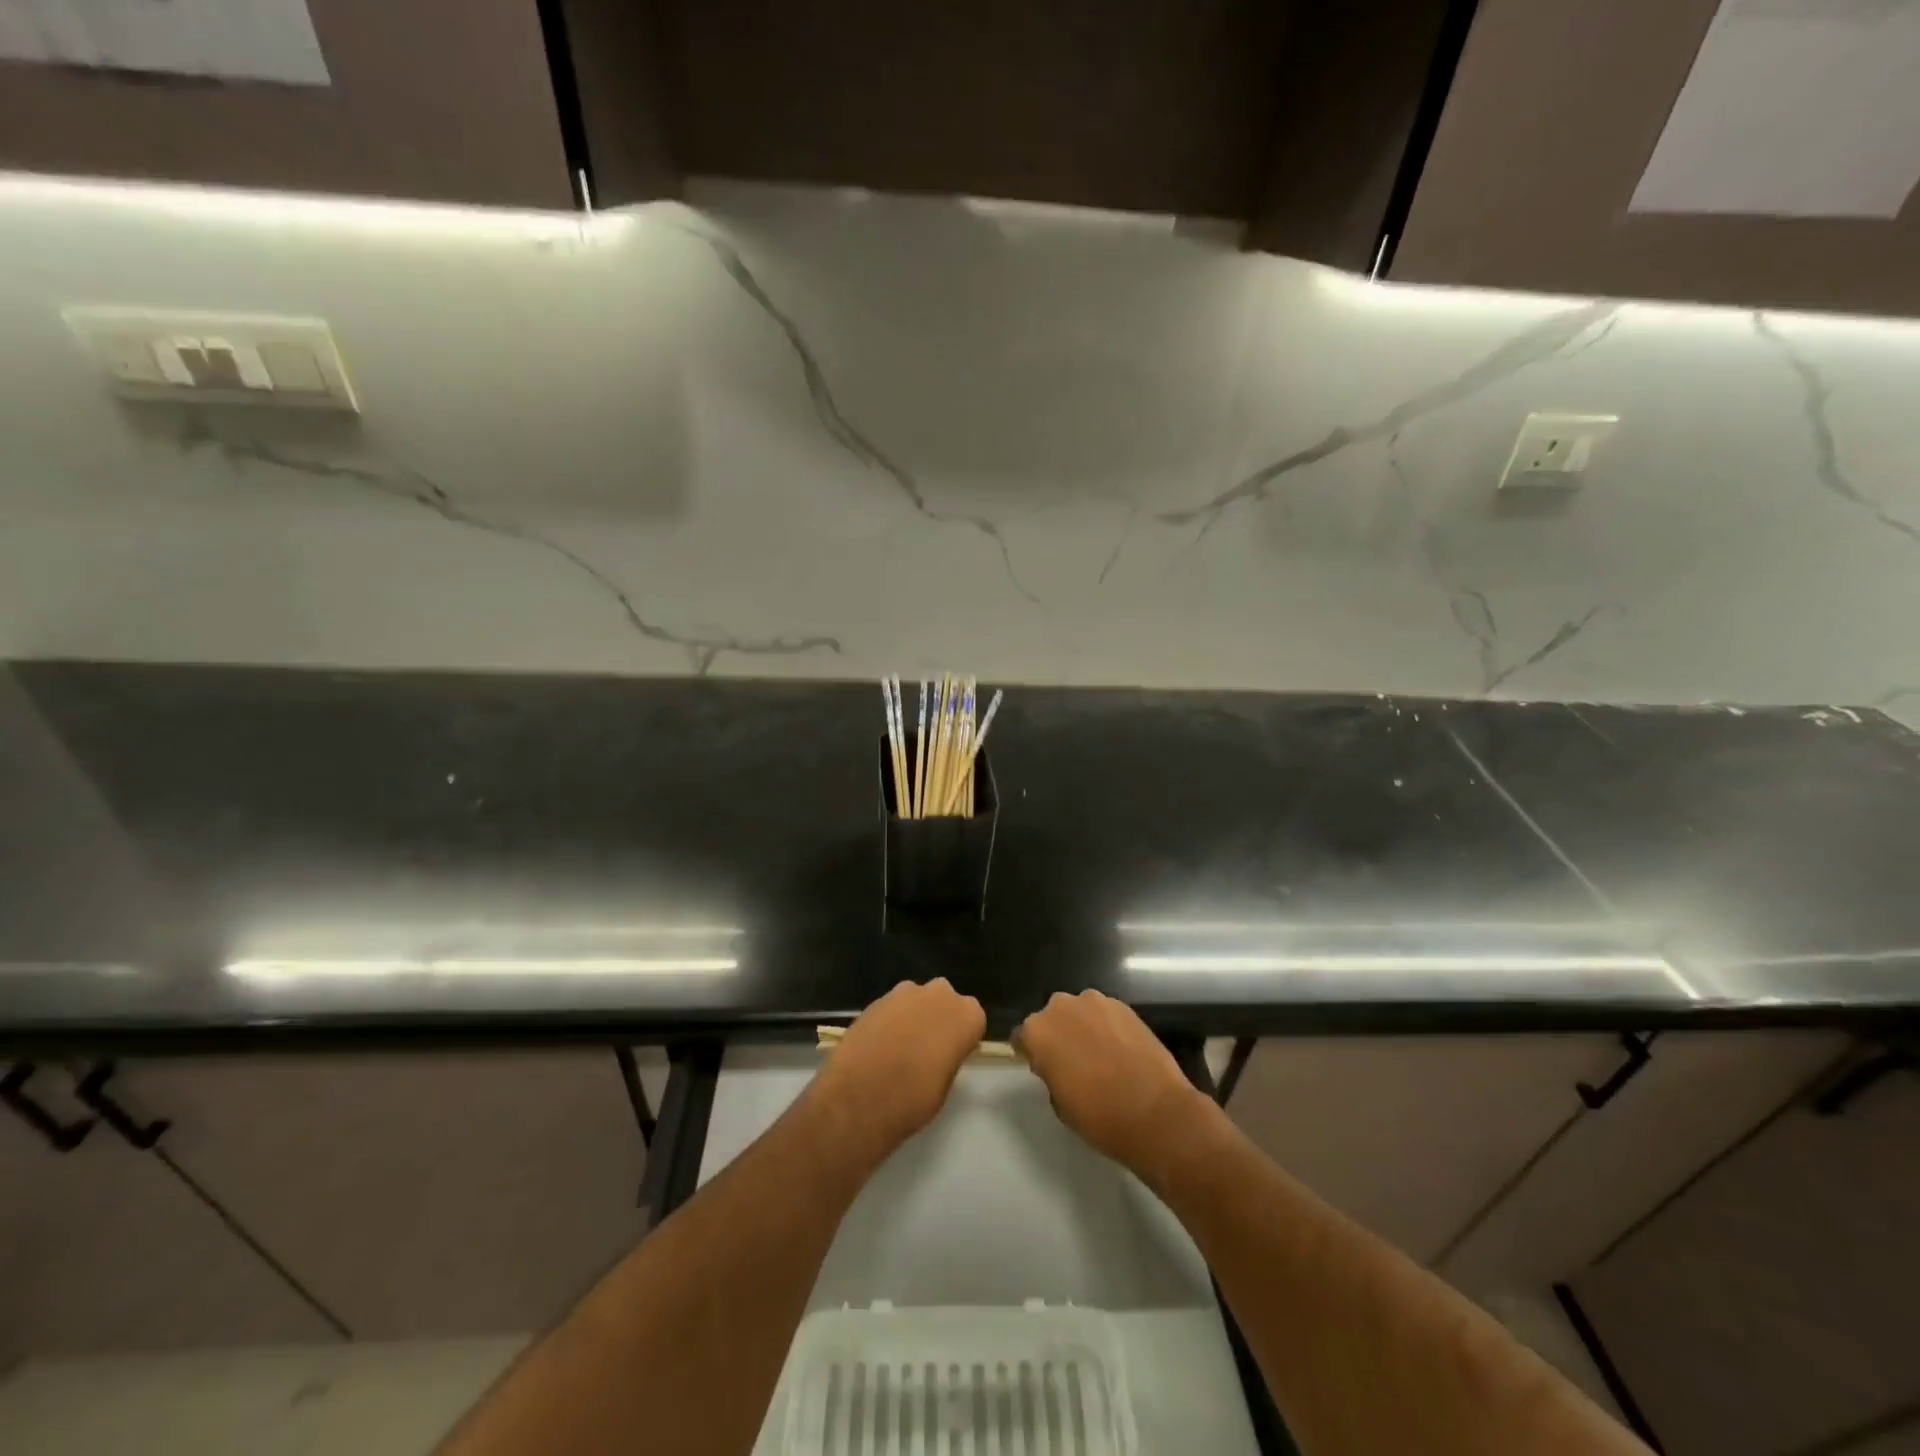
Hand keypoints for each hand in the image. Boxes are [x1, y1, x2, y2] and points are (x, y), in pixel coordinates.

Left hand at [809, 979, 984, 1166]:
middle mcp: (940, 993)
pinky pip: (892, 1007)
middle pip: (944, 1001)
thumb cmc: (914, 1098)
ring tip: (898, 1049)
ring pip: (916, 1000)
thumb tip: (940, 1050)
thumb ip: (949, 1055)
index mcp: (967, 1014)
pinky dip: (889, 1021)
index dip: (961, 1037)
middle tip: (926, 1049)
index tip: (951, 1055)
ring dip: (912, 1016)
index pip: (972, 1019)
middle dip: (937, 1018)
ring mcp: (905, 991)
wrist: (860, 1098)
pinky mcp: (876, 998)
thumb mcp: (946, 1083)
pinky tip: (878, 1046)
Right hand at [1014, 990, 1214, 1184]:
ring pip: (1080, 1012)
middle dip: (1058, 1035)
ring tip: (1100, 1055)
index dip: (1031, 1053)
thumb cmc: (1099, 1116)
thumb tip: (1058, 1063)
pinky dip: (1107, 1027)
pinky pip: (1105, 1014)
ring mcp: (1095, 1001)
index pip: (1023, 1036)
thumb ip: (1050, 1072)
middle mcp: (1061, 1006)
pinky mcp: (1123, 1005)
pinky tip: (1120, 1050)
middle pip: (1051, 1018)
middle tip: (1072, 1062)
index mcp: (1037, 1031)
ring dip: (1083, 1027)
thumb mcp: (1059, 1102)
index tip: (1043, 1069)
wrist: (1155, 1112)